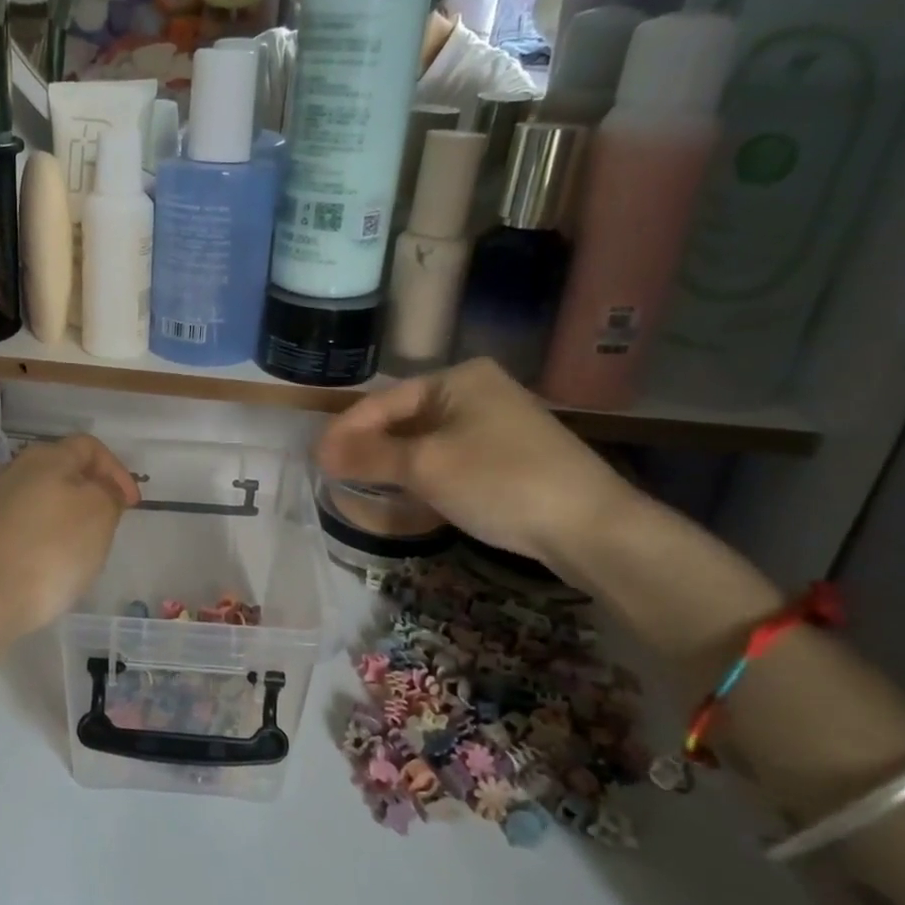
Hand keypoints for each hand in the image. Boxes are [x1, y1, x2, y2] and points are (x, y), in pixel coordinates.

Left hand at [0, 435, 141, 642]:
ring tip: (71, 551)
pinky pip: (10, 529)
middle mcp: (8, 472)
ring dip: (56, 518)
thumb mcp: (98, 517)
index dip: (116, 470)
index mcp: (43, 459)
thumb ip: (107, 494)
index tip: (130, 504)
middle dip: (86, 494)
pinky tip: (36, 567)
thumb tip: (101, 489)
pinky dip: (31, 540)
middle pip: (57, 471)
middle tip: (104, 526)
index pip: (88, 446)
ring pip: (32, 500)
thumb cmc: (48, 554)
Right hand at [315, 360, 632, 569]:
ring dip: (392, 461)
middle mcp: (477, 391)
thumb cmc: (499, 481)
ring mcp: (497, 422)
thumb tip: (320, 453)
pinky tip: (406, 493)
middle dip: (369, 446)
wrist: (589, 526)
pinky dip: (422, 472)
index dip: (346, 430)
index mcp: (458, 379)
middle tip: (334, 474)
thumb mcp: (425, 467)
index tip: (316, 459)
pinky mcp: (509, 454)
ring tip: (359, 484)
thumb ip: (369, 457)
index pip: (384, 400)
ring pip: (426, 439)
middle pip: (405, 417)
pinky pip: (449, 455)